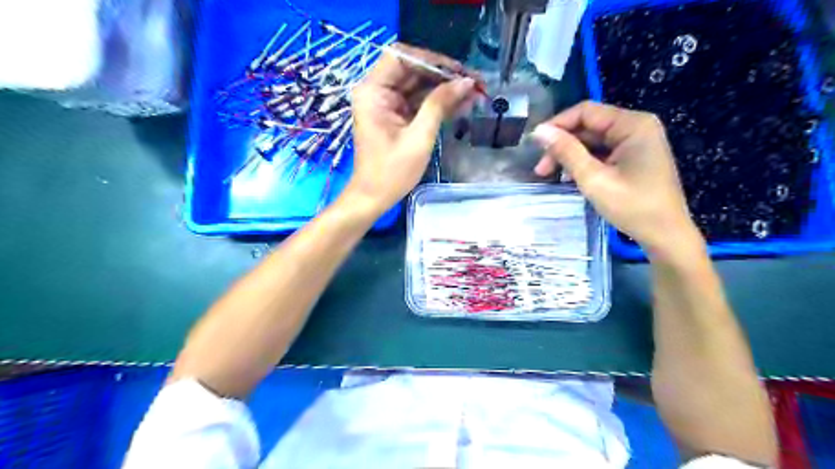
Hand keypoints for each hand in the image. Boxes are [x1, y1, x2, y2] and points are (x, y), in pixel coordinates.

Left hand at [344, 45, 476, 211]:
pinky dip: (439, 104)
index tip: (458, 71)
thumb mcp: (419, 138)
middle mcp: (377, 91)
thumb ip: (439, 105)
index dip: (431, 60)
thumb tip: (465, 82)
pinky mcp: (396, 116)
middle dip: (444, 75)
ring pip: (419, 86)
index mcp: (373, 91)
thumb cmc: (391, 172)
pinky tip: (463, 105)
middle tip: (475, 82)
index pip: (401, 57)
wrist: (374, 198)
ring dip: (446, 90)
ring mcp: (387, 104)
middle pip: (413, 70)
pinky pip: (419, 102)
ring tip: (476, 94)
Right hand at [531, 100, 699, 257]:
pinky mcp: (633, 157)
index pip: (586, 112)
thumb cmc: (632, 207)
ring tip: (549, 176)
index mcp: (632, 125)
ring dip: (570, 156)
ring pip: (592, 141)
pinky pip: (602, 152)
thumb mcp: (594, 179)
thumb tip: (539, 131)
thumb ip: (566, 152)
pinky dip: (583, 163)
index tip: (534, 144)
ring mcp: (636, 142)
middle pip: (588, 126)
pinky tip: (569, 178)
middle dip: (562, 145)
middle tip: (540, 169)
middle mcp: (636, 127)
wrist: (665, 235)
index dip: (557, 125)